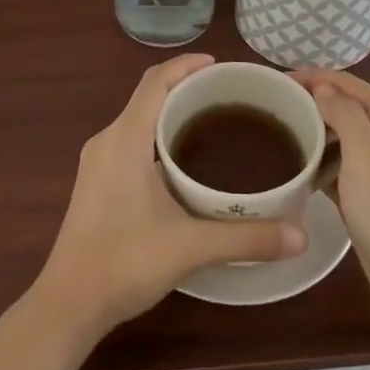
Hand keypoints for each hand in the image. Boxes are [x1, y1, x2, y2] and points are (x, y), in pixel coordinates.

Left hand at [34, 54, 308, 337]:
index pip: (155, 82)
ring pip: (140, 119)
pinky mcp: (98, 181)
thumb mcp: (190, 247)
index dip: (187, 65)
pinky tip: (186, 163)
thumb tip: (301, 235)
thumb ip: (247, 238)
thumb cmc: (123, 263)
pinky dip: (159, 137)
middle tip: (230, 98)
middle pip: (148, 96)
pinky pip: (132, 140)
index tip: (222, 66)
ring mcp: (98, 162)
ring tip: (215, 124)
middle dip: (186, 88)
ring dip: (172, 114)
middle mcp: (108, 140)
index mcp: (124, 139)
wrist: (68, 304)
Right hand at [293, 68, 369, 334]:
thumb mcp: (365, 154)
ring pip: (340, 138)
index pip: (347, 83)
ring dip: (312, 134)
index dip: (311, 78)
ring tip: (275, 136)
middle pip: (344, 107)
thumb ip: (343, 113)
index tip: (273, 82)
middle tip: (269, 110)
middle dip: (309, 104)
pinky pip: (340, 167)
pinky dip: (319, 164)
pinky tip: (295, 170)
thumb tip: (322, 87)